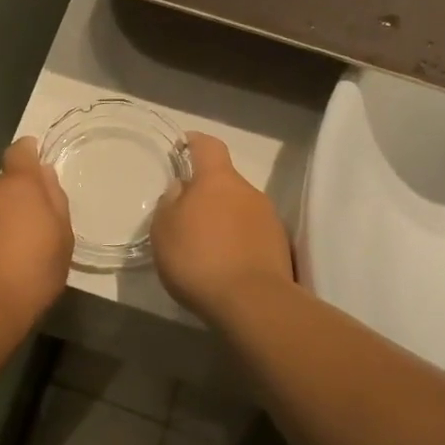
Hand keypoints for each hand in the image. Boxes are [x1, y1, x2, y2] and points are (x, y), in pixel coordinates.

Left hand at [0, 136, 73, 334]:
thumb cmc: (33, 273)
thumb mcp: (62, 239)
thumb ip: (54, 200)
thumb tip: (44, 174)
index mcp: (19, 185)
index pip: (21, 152)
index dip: (28, 154)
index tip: (34, 167)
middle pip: (1, 185)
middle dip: (11, 200)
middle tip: (25, 231)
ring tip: (1, 254)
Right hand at [151, 132, 293, 323]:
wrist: (252, 302)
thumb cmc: (198, 259)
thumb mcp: (164, 231)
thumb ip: (170, 203)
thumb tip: (180, 188)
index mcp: (218, 180)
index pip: (209, 146)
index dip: (195, 142)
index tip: (183, 146)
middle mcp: (248, 191)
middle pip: (225, 182)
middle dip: (207, 193)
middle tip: (186, 217)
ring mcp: (269, 218)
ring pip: (240, 209)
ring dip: (224, 220)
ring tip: (206, 247)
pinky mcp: (281, 246)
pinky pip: (253, 234)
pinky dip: (238, 242)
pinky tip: (225, 265)